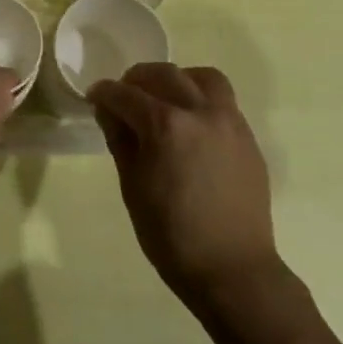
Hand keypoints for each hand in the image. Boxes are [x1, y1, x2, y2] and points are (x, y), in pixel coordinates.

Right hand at [89, 63, 280, 306]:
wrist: (233, 269)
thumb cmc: (171, 235)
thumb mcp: (133, 187)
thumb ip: (121, 140)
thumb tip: (109, 110)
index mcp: (166, 126)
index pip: (126, 94)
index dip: (105, 93)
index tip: (95, 97)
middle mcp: (200, 112)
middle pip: (165, 74)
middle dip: (138, 78)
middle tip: (124, 93)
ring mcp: (230, 122)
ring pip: (202, 78)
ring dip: (177, 79)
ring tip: (164, 98)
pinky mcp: (247, 137)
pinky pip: (223, 101)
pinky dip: (201, 98)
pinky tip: (190, 123)